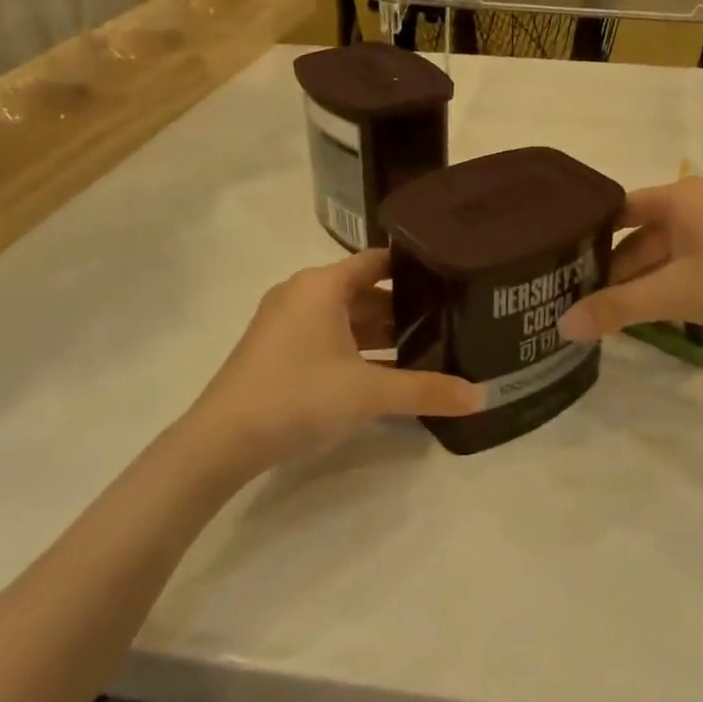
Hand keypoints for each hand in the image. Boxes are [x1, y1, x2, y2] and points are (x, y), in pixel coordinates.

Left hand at [184, 250, 480, 473]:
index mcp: (322, 284)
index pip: (377, 260)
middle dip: (402, 307)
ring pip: (344, 316)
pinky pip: (326, 335)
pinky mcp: (275, 349)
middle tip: (446, 320)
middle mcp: (302, 292)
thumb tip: (482, 397)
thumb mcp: (369, 393)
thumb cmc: (298, 396)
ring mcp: (284, 321)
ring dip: (379, 332)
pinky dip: (355, 348)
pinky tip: (381, 371)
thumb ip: (426, 390)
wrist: (220, 441)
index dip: (413, 267)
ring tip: (423, 347)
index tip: (449, 277)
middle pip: (363, 290)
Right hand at [558, 177, 702, 344]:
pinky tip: (651, 312)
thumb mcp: (674, 295)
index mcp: (678, 197)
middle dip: (615, 270)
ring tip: (611, 314)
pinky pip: (684, 260)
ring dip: (640, 281)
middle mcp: (694, 202)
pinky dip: (666, 283)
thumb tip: (562, 325)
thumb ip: (617, 308)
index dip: (590, 238)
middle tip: (583, 302)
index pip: (618, 211)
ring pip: (662, 252)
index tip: (563, 267)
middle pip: (639, 235)